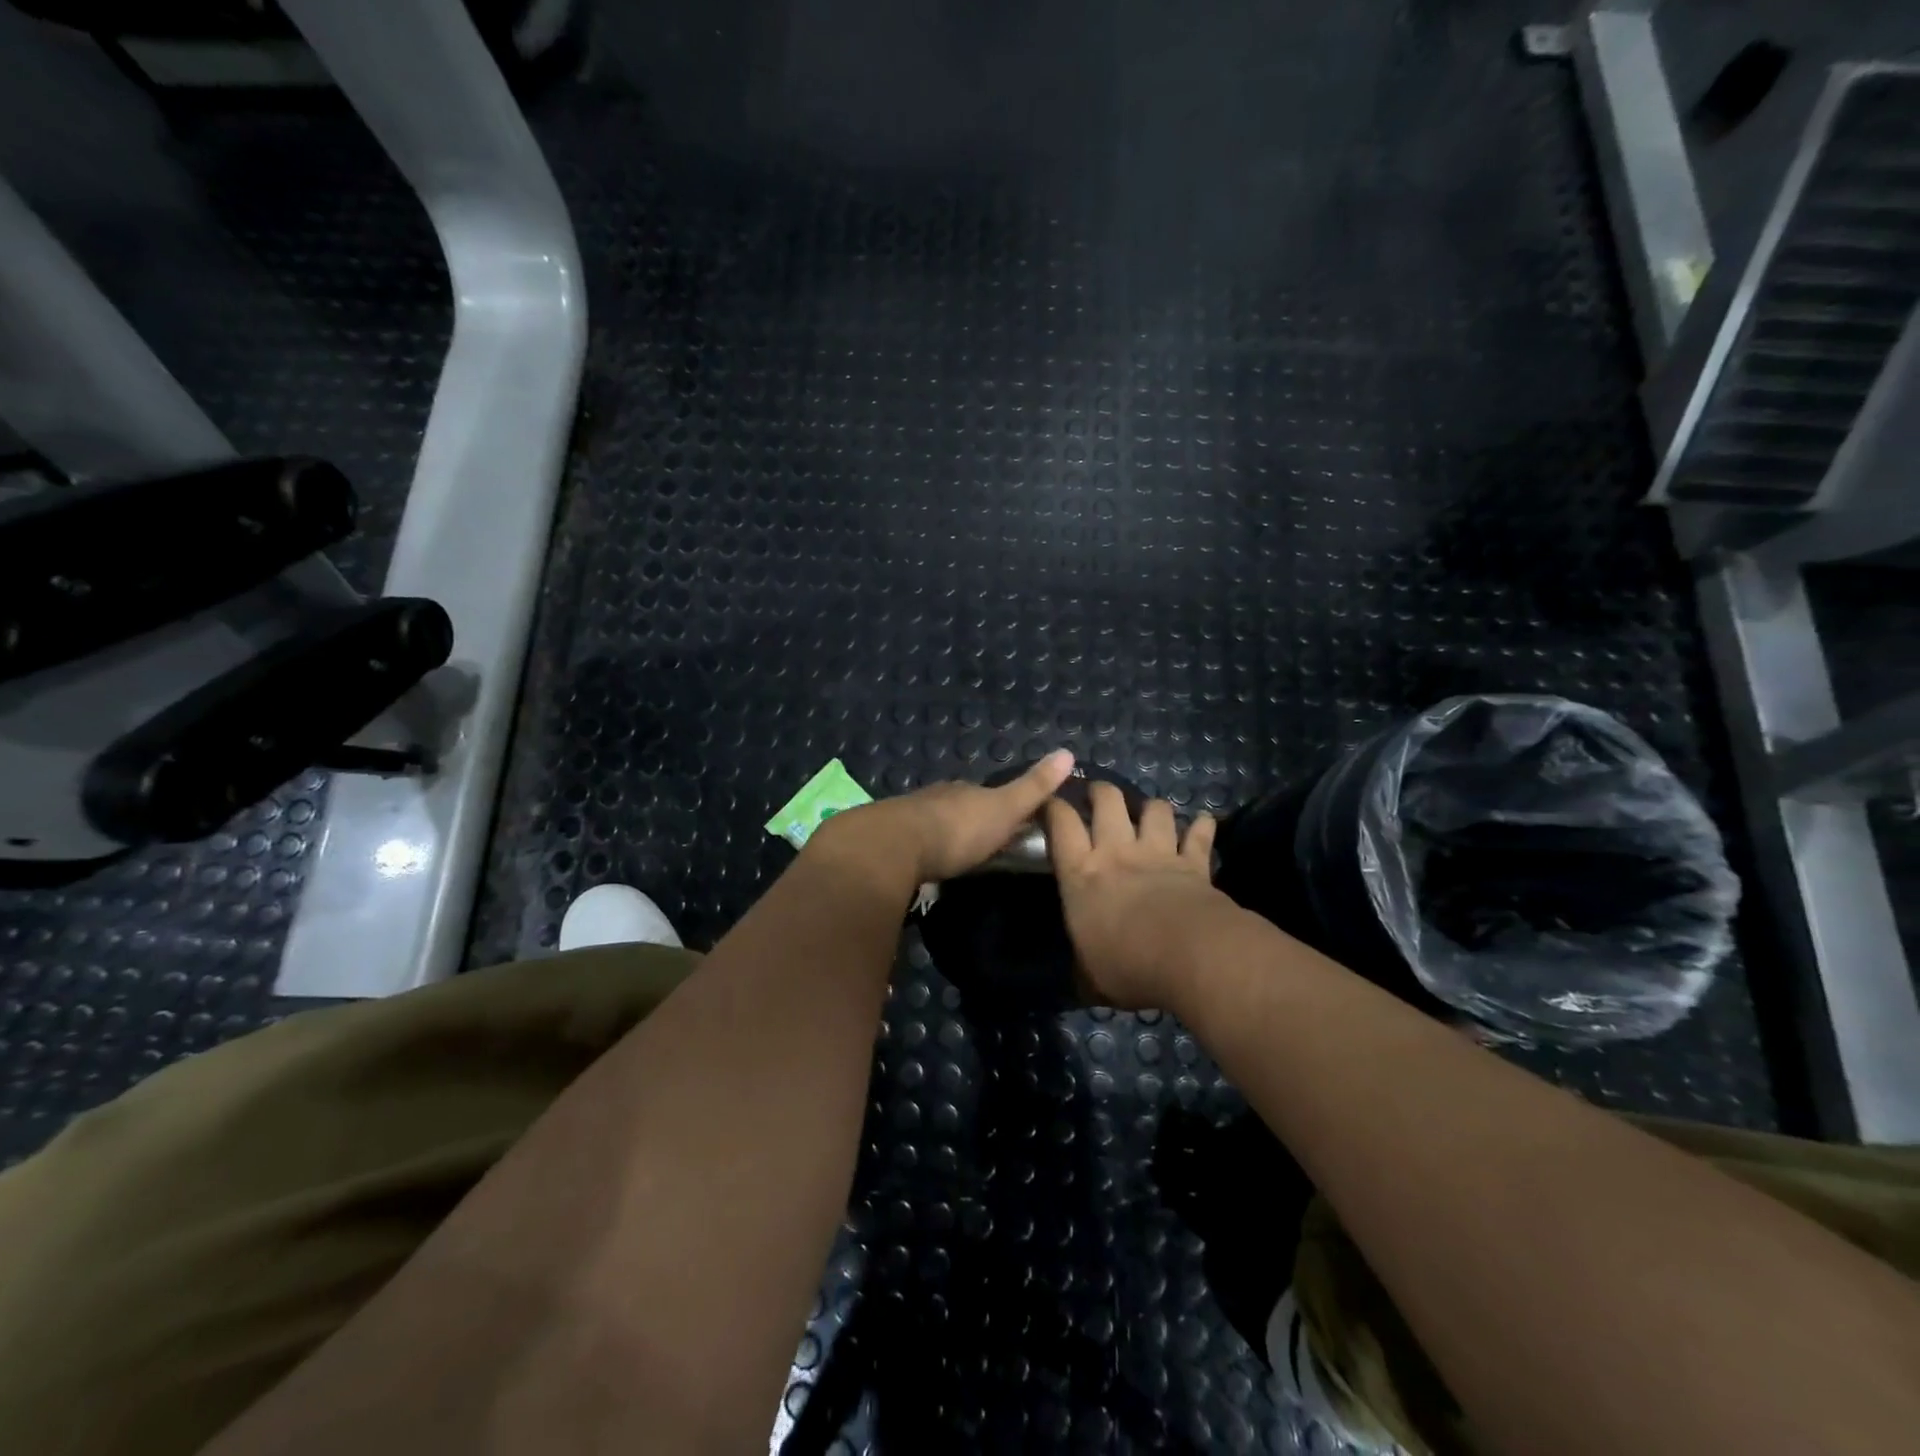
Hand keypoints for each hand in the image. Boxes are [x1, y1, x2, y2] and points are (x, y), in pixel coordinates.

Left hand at [809, 750, 1076, 887]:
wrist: (897, 845)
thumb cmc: (959, 829)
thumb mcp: (1005, 808)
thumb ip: (1034, 787)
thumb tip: (1068, 752)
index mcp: (966, 790)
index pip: (987, 794)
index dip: (1002, 806)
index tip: (1012, 822)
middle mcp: (938, 797)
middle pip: (959, 807)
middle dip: (970, 820)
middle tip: (984, 844)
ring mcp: (911, 817)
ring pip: (934, 823)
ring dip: (944, 835)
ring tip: (955, 857)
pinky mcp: (890, 841)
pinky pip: (913, 842)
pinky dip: (922, 850)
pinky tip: (925, 864)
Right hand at [1045, 782, 1230, 1008]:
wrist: (1191, 957)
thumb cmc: (1128, 965)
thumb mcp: (1090, 975)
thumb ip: (1083, 965)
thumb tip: (1080, 980)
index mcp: (1082, 874)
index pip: (1061, 825)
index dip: (1053, 807)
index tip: (1049, 802)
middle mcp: (1117, 852)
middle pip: (1107, 801)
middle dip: (1101, 791)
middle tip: (1097, 794)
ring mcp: (1158, 853)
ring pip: (1155, 810)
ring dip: (1151, 807)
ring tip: (1150, 812)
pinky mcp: (1194, 863)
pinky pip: (1200, 835)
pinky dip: (1202, 827)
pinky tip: (1204, 822)